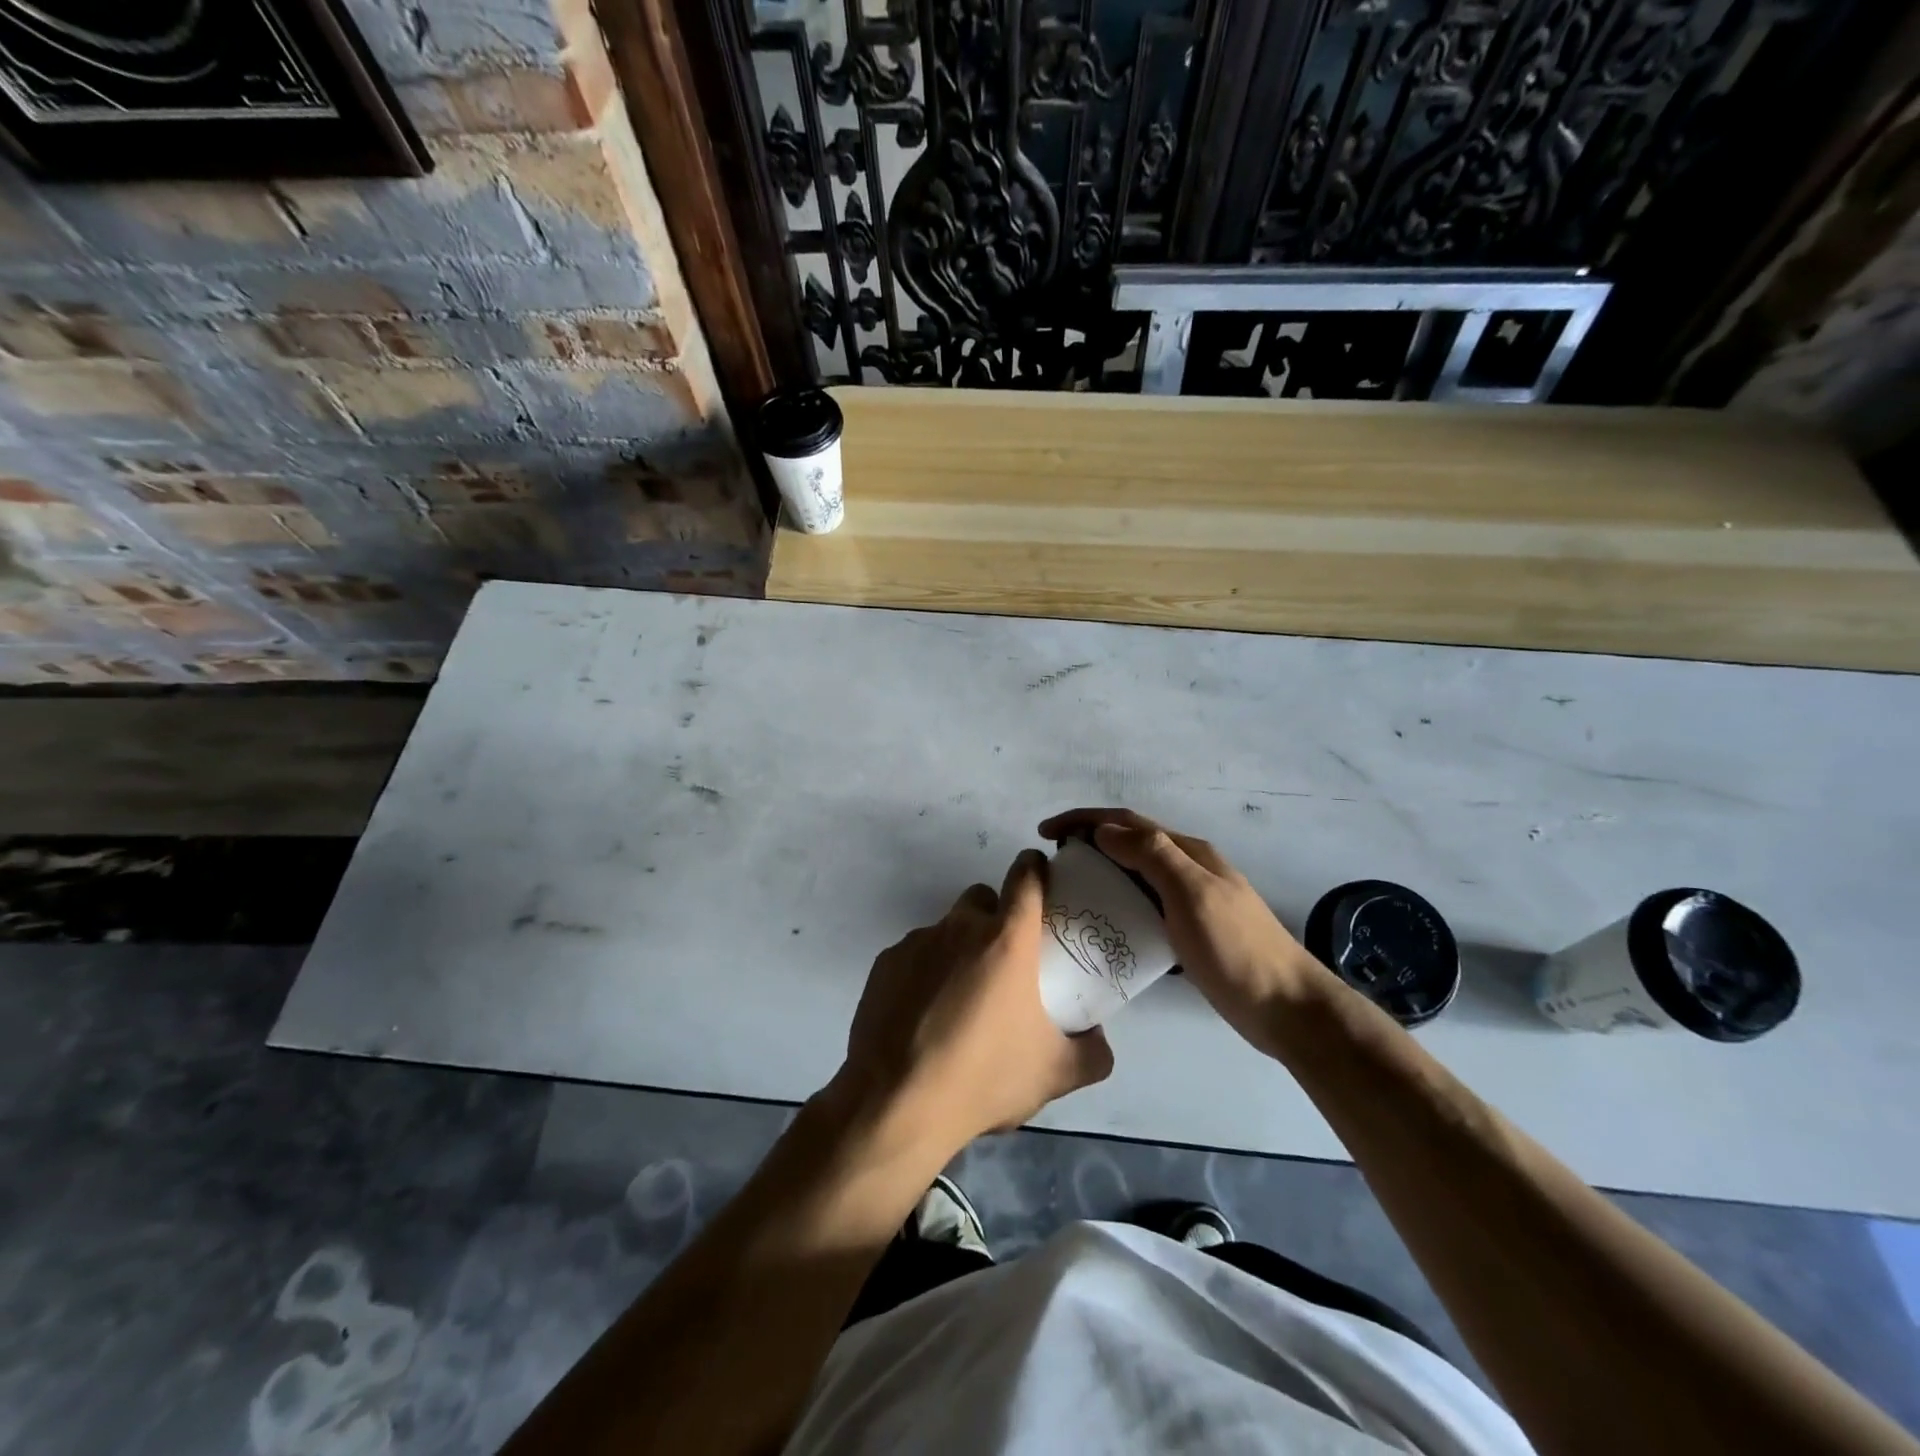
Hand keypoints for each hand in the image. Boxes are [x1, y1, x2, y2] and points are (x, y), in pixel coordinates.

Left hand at [834, 849, 1113, 1161]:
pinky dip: (924, 973)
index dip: (1035, 868)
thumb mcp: (1055, 1073)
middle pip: (981, 898)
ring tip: (959, 1000)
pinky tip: (924, 1017)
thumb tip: (1100, 1039)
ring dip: (958, 949)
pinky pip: (913, 955)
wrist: (896, 1103)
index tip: (1040, 874)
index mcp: (1006, 939)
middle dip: (994, 915)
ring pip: (945, 929)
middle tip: (1002, 960)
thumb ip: (1092, 1052)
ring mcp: (916, 942)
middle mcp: (960, 927)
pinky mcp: (885, 963)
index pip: (1025, 877)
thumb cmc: (984, 1077)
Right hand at [1039, 809, 1337, 1056]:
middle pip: (1130, 844)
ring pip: (1136, 876)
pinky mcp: (1189, 933)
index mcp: (1188, 852)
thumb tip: (1104, 830)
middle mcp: (1188, 869)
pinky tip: (1103, 926)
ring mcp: (1191, 902)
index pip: (1127, 822)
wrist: (1287, 1007)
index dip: (1084, 820)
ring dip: (1102, 873)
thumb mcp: (1192, 894)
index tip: (1046, 832)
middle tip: (1054, 864)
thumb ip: (1151, 856)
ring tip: (1070, 892)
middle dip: (1089, 843)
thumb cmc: (1236, 948)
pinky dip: (1119, 906)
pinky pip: (1144, 908)